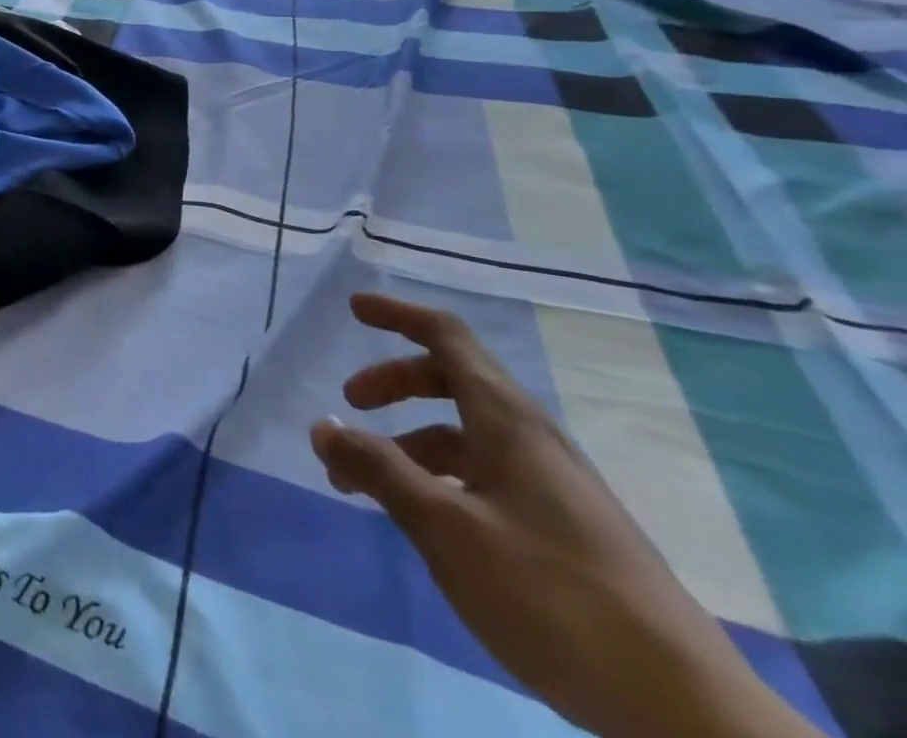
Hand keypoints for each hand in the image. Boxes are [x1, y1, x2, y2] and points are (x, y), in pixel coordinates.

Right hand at [311, 294, 819, 737]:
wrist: (686, 714)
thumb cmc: (553, 596)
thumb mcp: (447, 529)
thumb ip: (380, 471)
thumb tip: (322, 425)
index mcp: (507, 421)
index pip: (447, 337)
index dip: (398, 315)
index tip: (353, 309)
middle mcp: (530, 439)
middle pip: (451, 380)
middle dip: (394, 382)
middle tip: (350, 403)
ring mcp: (551, 486)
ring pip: (464, 435)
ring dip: (408, 442)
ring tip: (364, 482)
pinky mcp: (561, 530)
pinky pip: (483, 476)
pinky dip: (438, 477)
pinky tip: (422, 521)